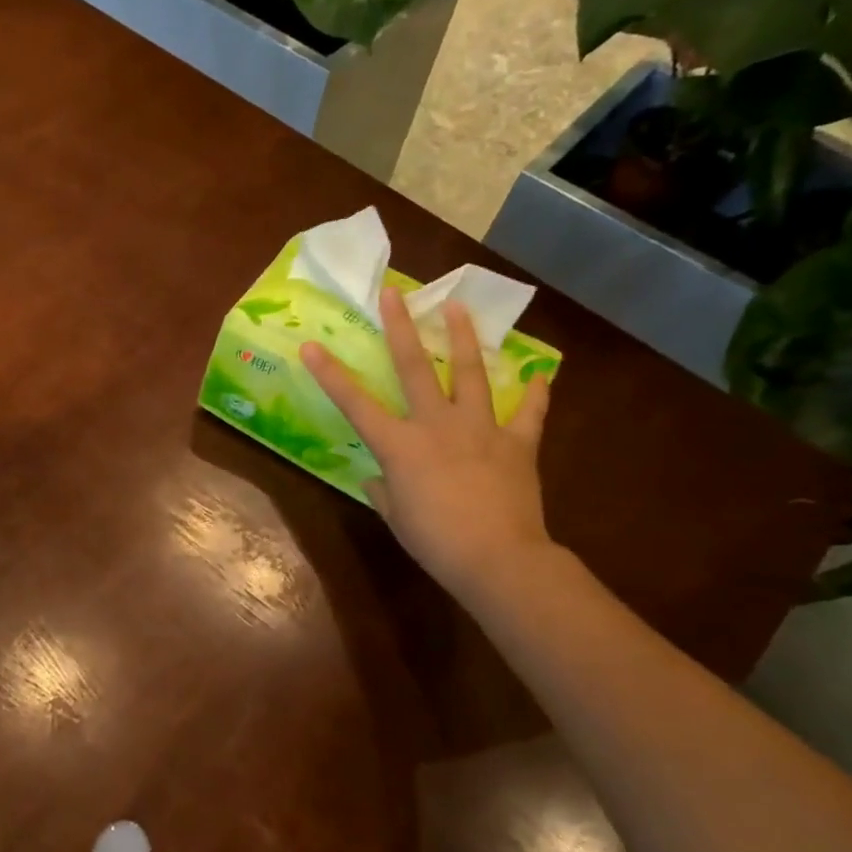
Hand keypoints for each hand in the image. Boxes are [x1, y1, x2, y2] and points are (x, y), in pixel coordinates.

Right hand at [300, 287, 553, 601]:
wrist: (498, 558)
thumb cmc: (435, 542)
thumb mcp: (396, 518)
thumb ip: (385, 491)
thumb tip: (379, 478)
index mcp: (399, 445)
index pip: (355, 403)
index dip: (330, 374)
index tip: (311, 345)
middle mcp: (436, 425)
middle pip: (414, 368)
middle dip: (400, 328)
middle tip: (394, 293)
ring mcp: (479, 429)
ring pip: (469, 374)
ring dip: (462, 339)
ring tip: (457, 307)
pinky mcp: (517, 443)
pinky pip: (529, 413)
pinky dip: (535, 395)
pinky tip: (540, 376)